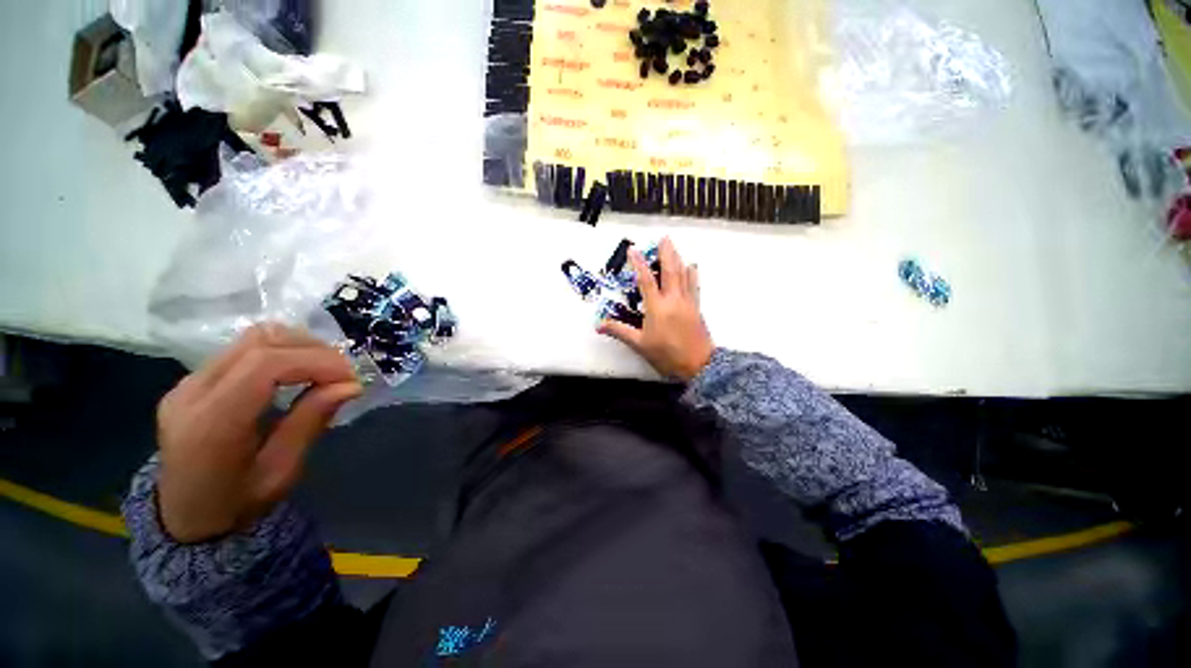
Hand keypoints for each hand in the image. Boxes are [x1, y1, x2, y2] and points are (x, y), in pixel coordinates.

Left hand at [155, 324, 361, 542]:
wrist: (185, 518)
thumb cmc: (237, 504)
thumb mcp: (282, 471)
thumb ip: (311, 422)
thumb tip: (352, 386)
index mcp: (210, 424)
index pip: (264, 366)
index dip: (316, 362)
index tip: (351, 378)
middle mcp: (191, 393)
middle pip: (259, 342)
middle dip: (313, 350)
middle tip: (343, 374)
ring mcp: (187, 382)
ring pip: (253, 337)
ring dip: (299, 346)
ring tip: (325, 370)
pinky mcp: (194, 379)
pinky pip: (244, 349)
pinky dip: (282, 352)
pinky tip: (299, 372)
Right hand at [598, 237, 714, 381]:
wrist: (698, 365)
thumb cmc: (666, 355)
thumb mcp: (639, 345)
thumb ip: (619, 331)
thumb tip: (599, 325)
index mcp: (657, 307)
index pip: (646, 280)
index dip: (639, 263)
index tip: (634, 250)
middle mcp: (673, 300)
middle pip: (670, 270)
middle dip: (666, 252)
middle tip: (663, 238)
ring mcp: (687, 302)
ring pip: (683, 274)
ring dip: (678, 258)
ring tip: (674, 247)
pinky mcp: (696, 307)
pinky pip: (694, 285)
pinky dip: (692, 273)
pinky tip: (691, 266)